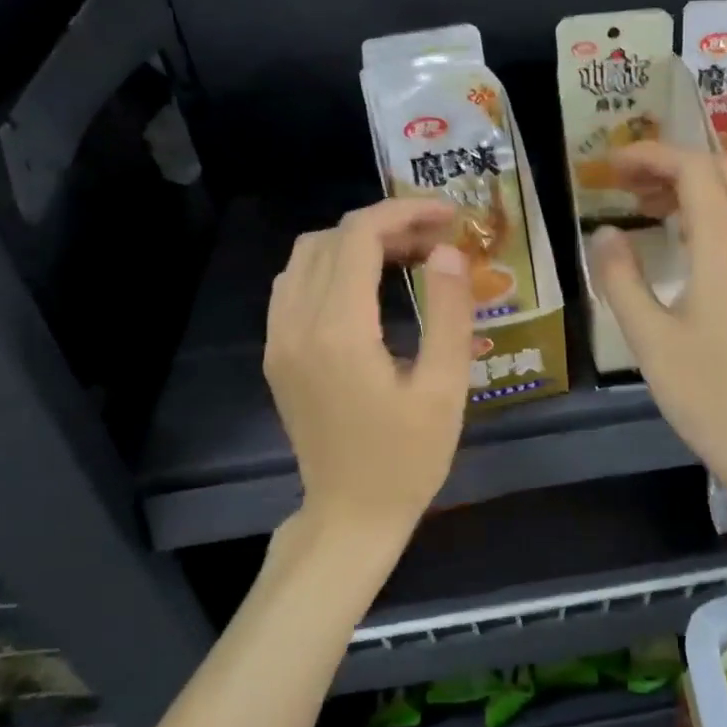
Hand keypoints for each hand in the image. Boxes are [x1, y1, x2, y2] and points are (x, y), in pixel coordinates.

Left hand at [264, 199, 472, 549]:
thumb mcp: (445, 388)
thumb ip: (449, 313)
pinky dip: (332, 267)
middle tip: (438, 243)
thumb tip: (447, 252)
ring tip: (408, 259)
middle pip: (333, 238)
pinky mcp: (277, 354)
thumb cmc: (408, 459)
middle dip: (388, 225)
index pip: (360, 236)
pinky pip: (295, 285)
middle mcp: (297, 324)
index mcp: (339, 331)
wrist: (351, 515)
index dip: (405, 212)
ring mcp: (279, 339)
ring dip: (356, 243)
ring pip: (308, 256)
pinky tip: (369, 288)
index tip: (449, 216)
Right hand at [589, 143, 726, 504]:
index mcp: (725, 248)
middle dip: (670, 165)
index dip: (651, 155)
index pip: (693, 169)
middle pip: (719, 172)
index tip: (610, 166)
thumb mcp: (647, 337)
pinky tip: (681, 240)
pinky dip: (711, 212)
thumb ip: (620, 278)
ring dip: (693, 188)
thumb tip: (605, 233)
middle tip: (624, 184)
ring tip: (646, 207)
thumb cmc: (704, 392)